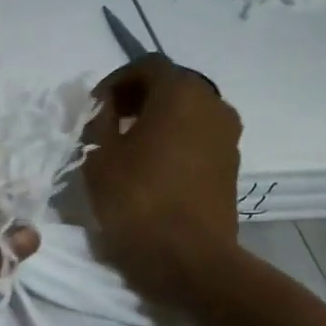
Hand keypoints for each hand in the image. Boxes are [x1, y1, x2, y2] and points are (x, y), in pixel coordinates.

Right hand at [84, 54, 244, 307]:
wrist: (189, 260)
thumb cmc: (137, 200)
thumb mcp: (99, 155)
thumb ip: (98, 118)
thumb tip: (106, 104)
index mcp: (181, 92)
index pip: (147, 66)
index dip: (116, 81)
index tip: (94, 107)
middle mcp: (213, 104)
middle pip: (171, 86)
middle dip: (137, 99)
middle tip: (108, 124)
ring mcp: (227, 136)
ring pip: (187, 113)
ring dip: (157, 121)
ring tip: (127, 148)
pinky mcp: (230, 166)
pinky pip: (197, 138)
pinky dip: (174, 141)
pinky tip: (151, 168)